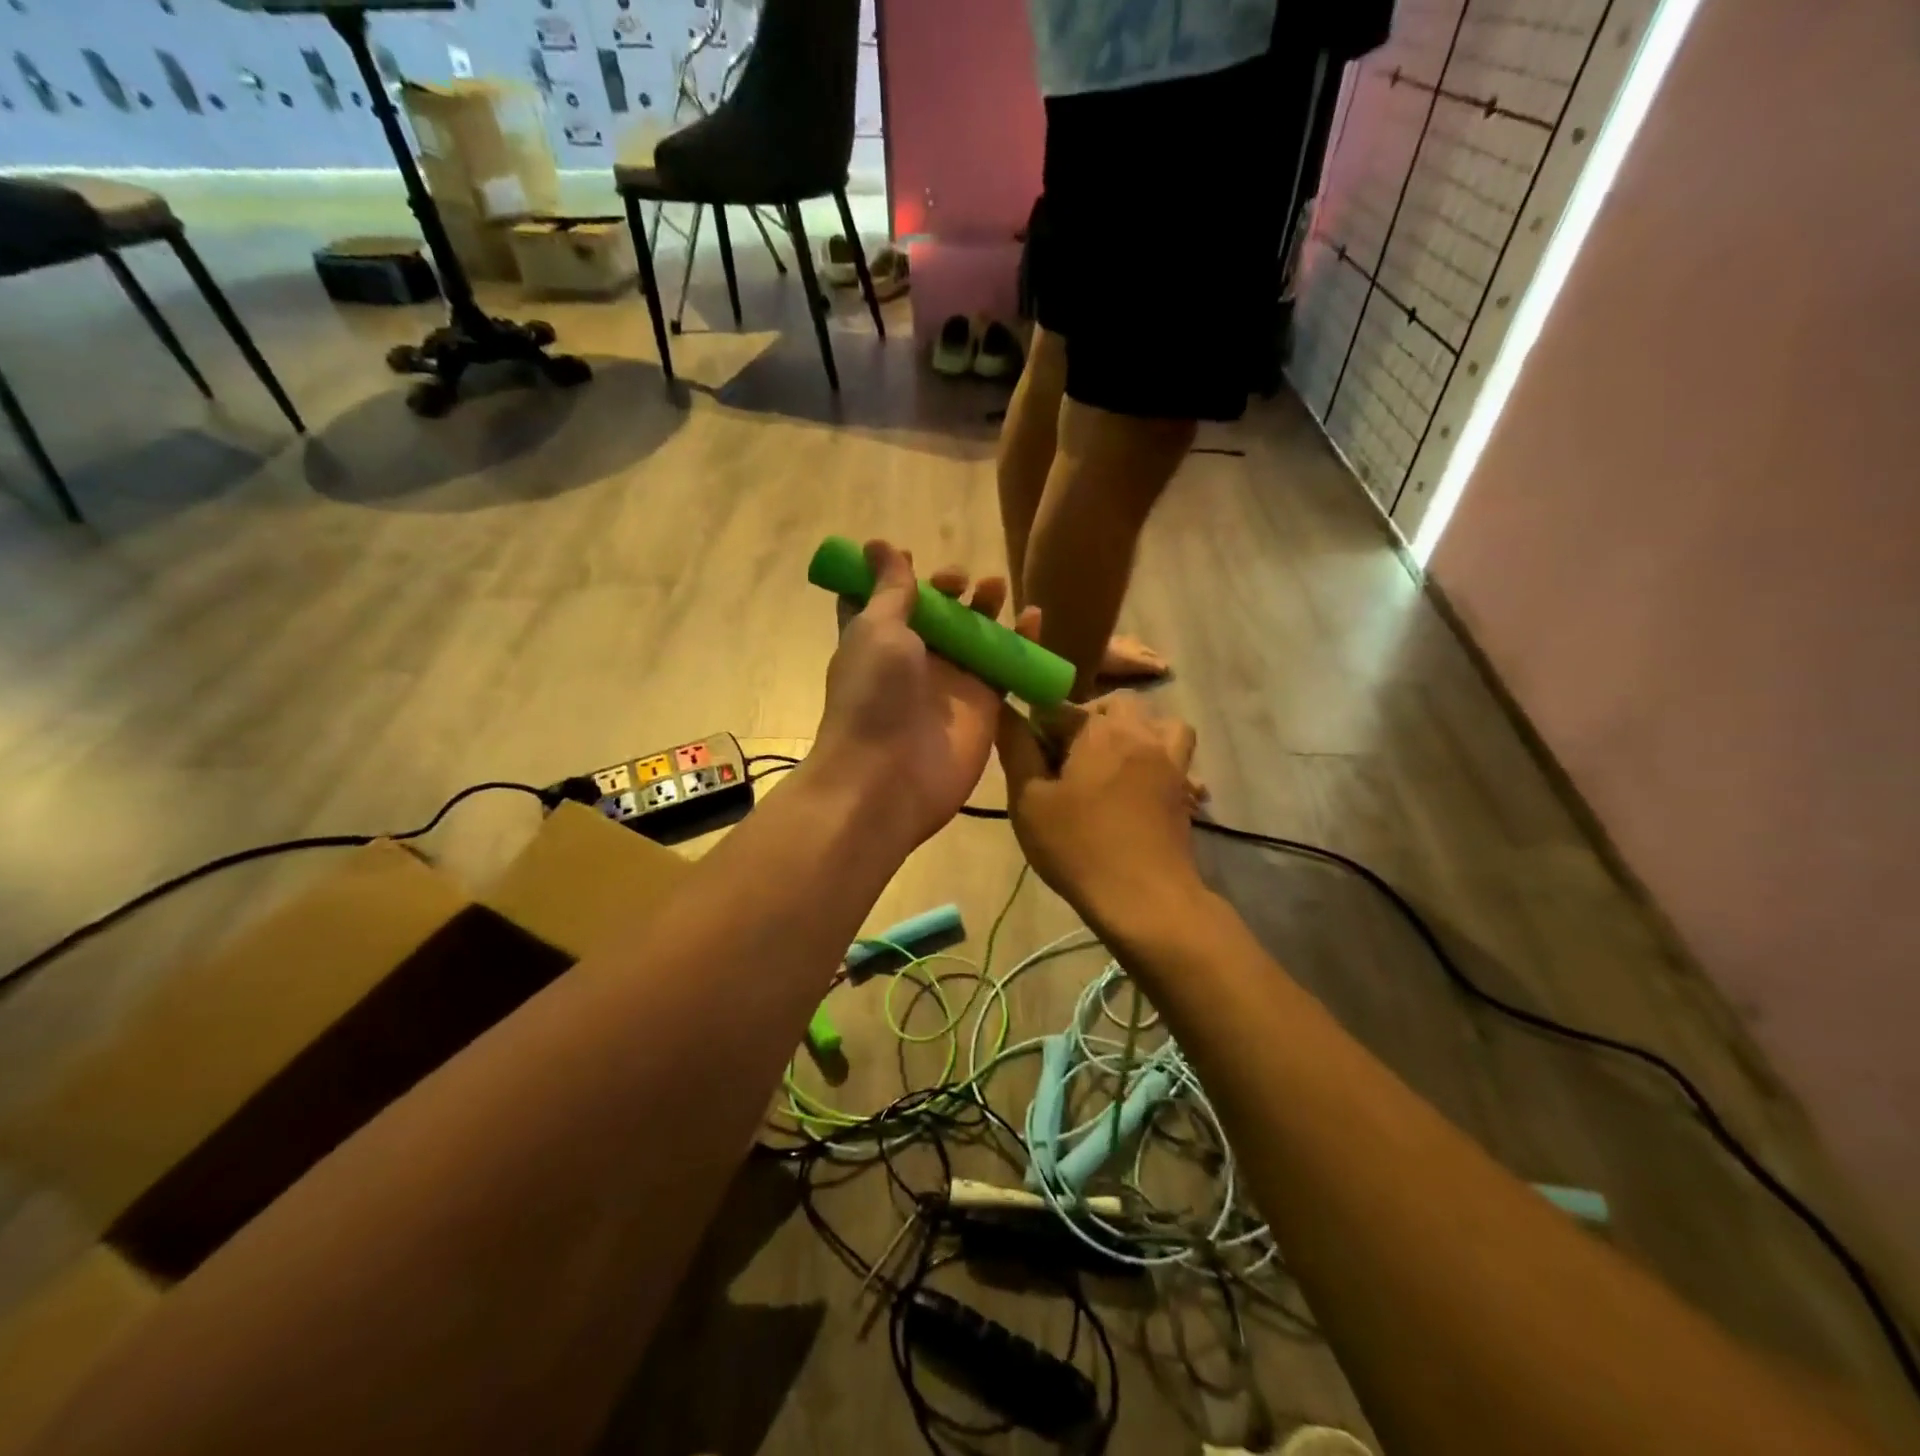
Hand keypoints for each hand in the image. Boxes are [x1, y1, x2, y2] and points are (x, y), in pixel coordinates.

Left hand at [815, 540, 1041, 847]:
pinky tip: (1034, 617)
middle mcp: (913, 659)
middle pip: (937, 615)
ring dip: (985, 609)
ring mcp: (950, 683)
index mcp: (876, 639)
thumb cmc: (873, 694)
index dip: (896, 578)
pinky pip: (1006, 666)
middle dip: (948, 591)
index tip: (910, 556)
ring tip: (996, 587)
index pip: (884, 602)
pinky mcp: (984, 704)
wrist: (889, 776)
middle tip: (959, 580)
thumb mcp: (877, 629)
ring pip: (974, 637)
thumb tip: (878, 544)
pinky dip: (1023, 642)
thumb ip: (890, 589)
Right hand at [996, 693, 1201, 936]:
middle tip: (1067, 761)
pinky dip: (1162, 760)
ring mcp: (1170, 761)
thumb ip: (1016, 748)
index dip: (1039, 730)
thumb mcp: (1029, 800)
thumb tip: (1004, 708)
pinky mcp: (1184, 790)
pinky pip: (1178, 758)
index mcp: (1099, 729)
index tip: (1031, 762)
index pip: (1059, 707)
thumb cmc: (1078, 847)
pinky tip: (1143, 787)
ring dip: (1135, 731)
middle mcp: (1140, 733)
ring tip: (1112, 762)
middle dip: (1088, 721)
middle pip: (1115, 705)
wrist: (1144, 898)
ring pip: (1158, 723)